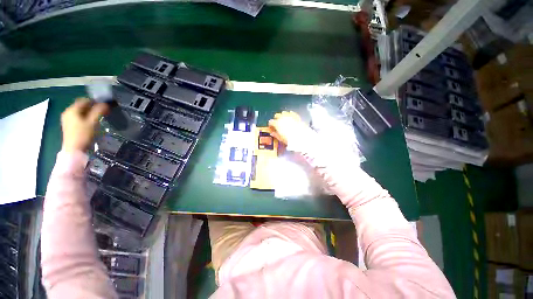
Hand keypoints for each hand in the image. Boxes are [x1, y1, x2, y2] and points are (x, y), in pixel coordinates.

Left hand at [61, 98, 108, 152]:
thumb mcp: (93, 122)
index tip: (104, 106)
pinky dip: (85, 117)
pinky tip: (90, 123)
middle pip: (81, 106)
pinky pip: (77, 117)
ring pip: (80, 112)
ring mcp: (67, 119)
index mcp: (72, 109)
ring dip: (89, 113)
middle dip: (92, 107)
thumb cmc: (83, 135)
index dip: (95, 101)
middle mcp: (67, 112)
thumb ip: (99, 111)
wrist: (74, 149)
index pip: (85, 100)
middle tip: (103, 112)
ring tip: (98, 118)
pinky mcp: (68, 125)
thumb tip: (105, 104)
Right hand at [268, 111, 310, 145]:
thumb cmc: (289, 139)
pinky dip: (289, 114)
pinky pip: (291, 113)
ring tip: (284, 120)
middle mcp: (282, 117)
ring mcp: (289, 115)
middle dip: (276, 119)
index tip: (272, 128)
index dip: (271, 125)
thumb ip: (275, 134)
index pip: (271, 122)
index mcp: (277, 123)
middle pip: (277, 115)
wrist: (301, 137)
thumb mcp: (280, 138)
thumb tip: (272, 133)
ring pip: (283, 112)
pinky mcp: (295, 115)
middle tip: (277, 123)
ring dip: (282, 116)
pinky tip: (290, 117)